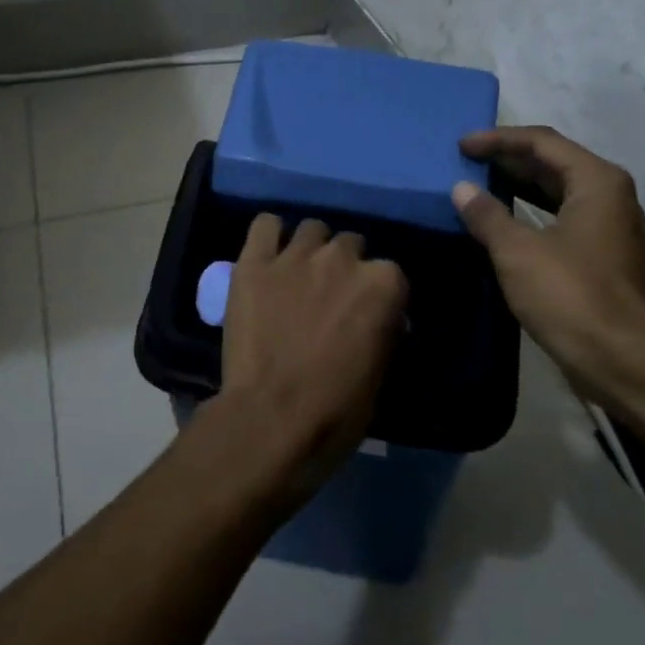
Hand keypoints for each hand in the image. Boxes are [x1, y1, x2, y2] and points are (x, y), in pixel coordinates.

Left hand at [218, 215, 408, 504]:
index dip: (378, 295)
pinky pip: (265, 225)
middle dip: (344, 268)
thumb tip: (384, 320)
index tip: (368, 315)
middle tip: (330, 297)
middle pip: (350, 245)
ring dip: (311, 249)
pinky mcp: (254, 262)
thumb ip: (384, 332)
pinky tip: (269, 255)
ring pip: (312, 229)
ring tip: (299, 275)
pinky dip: (269, 236)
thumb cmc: (335, 410)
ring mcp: (296, 255)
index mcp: (383, 283)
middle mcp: (343, 257)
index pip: (390, 273)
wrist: (270, 420)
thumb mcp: (380, 374)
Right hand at [451, 126, 644, 397]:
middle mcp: (607, 195)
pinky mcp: (599, 255)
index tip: (462, 145)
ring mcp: (606, 226)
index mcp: (596, 181)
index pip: (541, 142)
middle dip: (507, 159)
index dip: (498, 139)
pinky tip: (500, 223)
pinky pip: (558, 217)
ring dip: (517, 186)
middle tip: (465, 161)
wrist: (623, 360)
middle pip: (552, 162)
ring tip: (476, 185)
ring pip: (556, 191)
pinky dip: (528, 213)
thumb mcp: (519, 252)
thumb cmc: (571, 295)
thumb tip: (462, 189)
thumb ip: (487, 215)